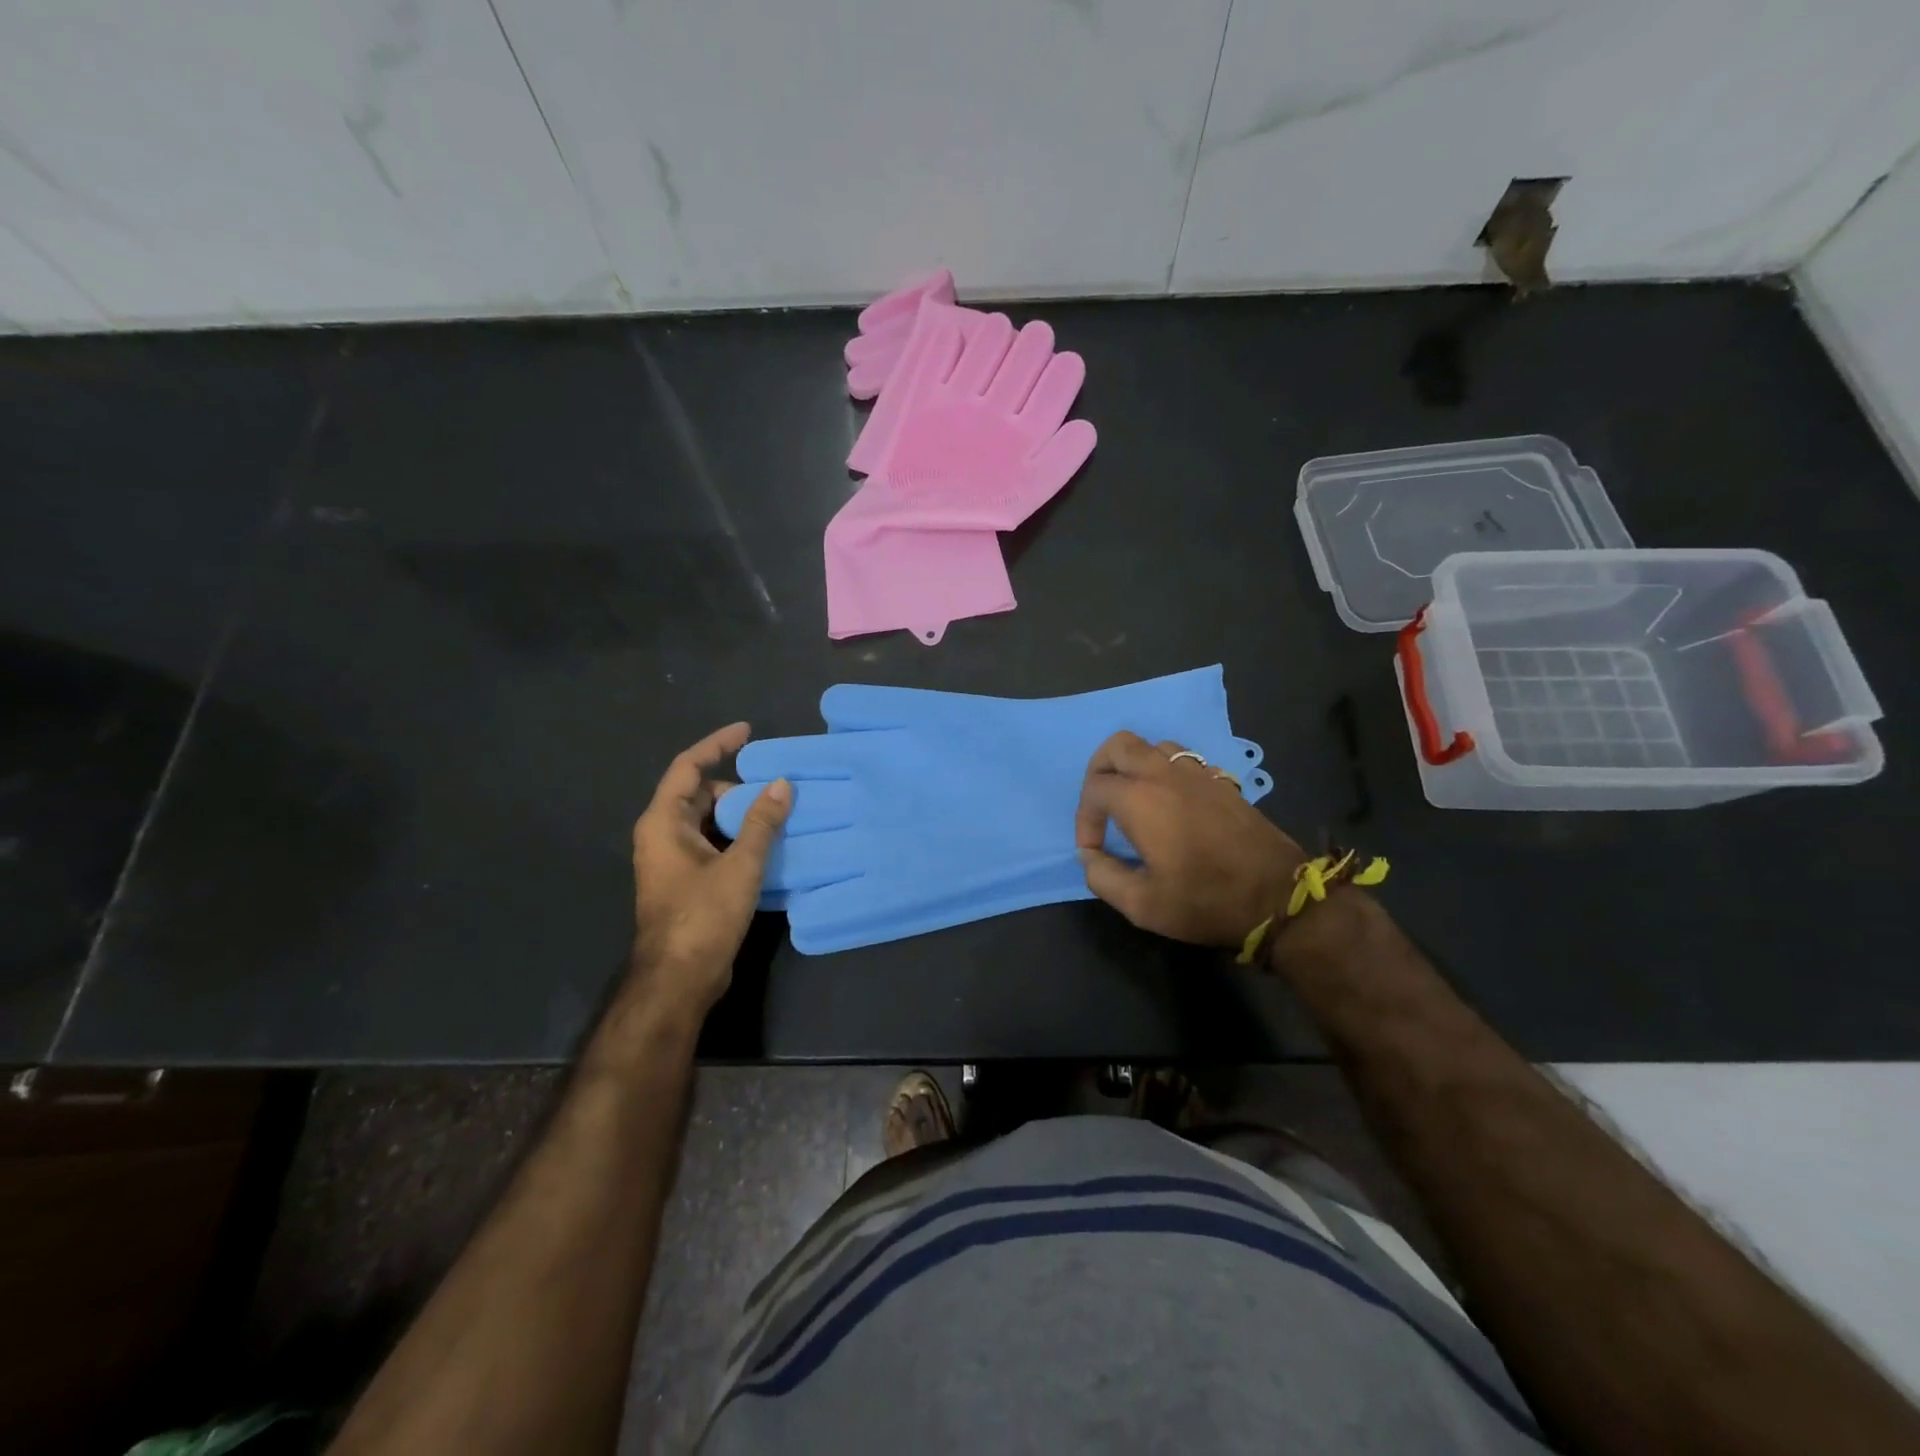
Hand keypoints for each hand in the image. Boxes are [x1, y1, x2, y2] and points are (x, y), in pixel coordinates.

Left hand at [630, 723, 790, 1013]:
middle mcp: (662, 835)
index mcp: (664, 822)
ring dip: (740, 816)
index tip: (748, 732)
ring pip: (709, 822)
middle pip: (700, 794)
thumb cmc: (703, 915)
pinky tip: (768, 844)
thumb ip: (762, 822)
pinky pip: (713, 845)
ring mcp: (673, 861)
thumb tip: (782, 784)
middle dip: (737, 787)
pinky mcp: (686, 882)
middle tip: (775, 787)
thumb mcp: (740, 865)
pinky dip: (737, 839)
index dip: (717, 744)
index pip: (688, 767)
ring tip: (779, 812)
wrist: (679, 979)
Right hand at [1075, 731, 1304, 948]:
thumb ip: (1102, 877)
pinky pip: (1183, 759)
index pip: (1094, 789)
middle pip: (1118, 745)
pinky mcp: (1221, 781)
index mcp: (1140, 799)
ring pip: (1152, 746)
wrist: (1277, 897)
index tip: (1093, 850)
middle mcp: (1165, 775)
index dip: (1084, 819)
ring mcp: (1197, 773)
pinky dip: (1165, 771)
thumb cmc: (1205, 900)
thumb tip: (1088, 857)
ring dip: (1134, 766)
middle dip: (1099, 770)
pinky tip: (1170, 803)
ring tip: (1133, 800)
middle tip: (1100, 804)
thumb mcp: (1142, 904)